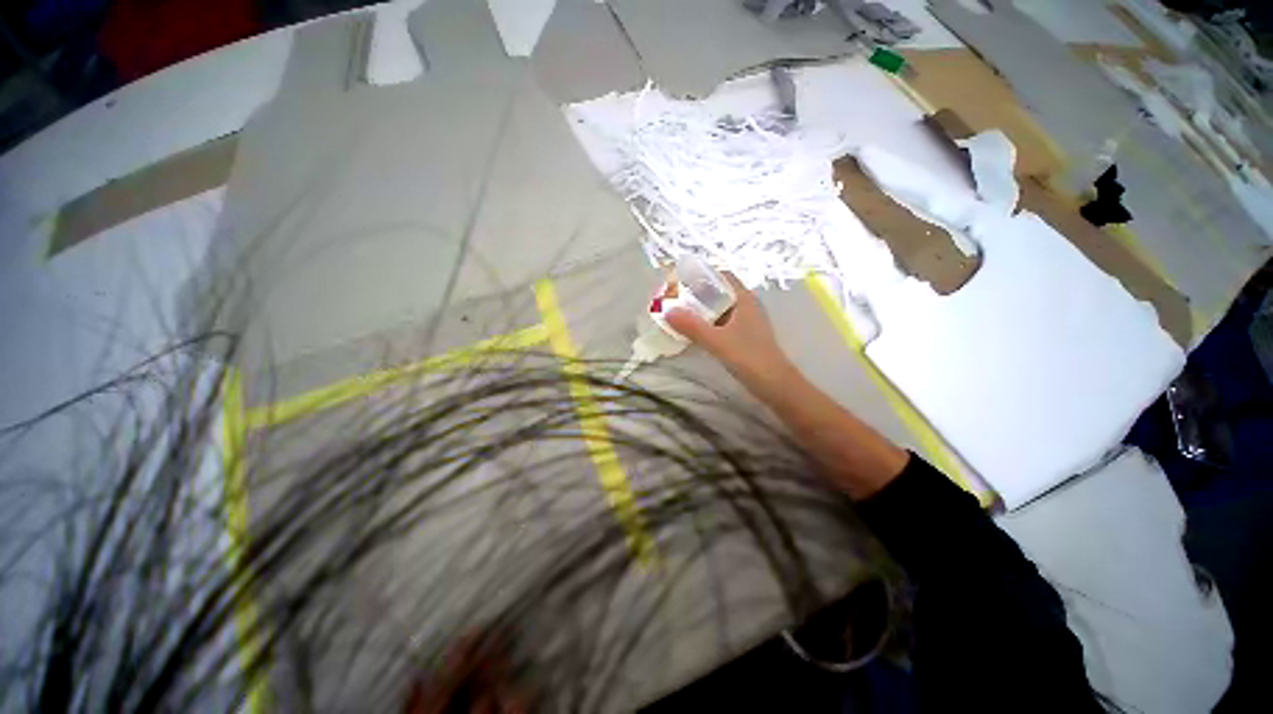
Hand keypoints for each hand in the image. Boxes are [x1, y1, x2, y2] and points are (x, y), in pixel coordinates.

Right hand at [665, 274, 793, 385]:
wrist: (775, 385)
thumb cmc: (749, 357)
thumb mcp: (717, 341)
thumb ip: (692, 326)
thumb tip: (667, 311)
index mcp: (744, 299)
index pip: (722, 276)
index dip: (702, 276)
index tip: (681, 282)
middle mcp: (746, 306)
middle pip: (719, 292)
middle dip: (697, 294)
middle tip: (675, 300)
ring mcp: (746, 322)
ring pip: (720, 309)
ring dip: (702, 311)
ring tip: (680, 315)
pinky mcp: (744, 337)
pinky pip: (722, 323)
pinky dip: (707, 324)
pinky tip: (695, 333)